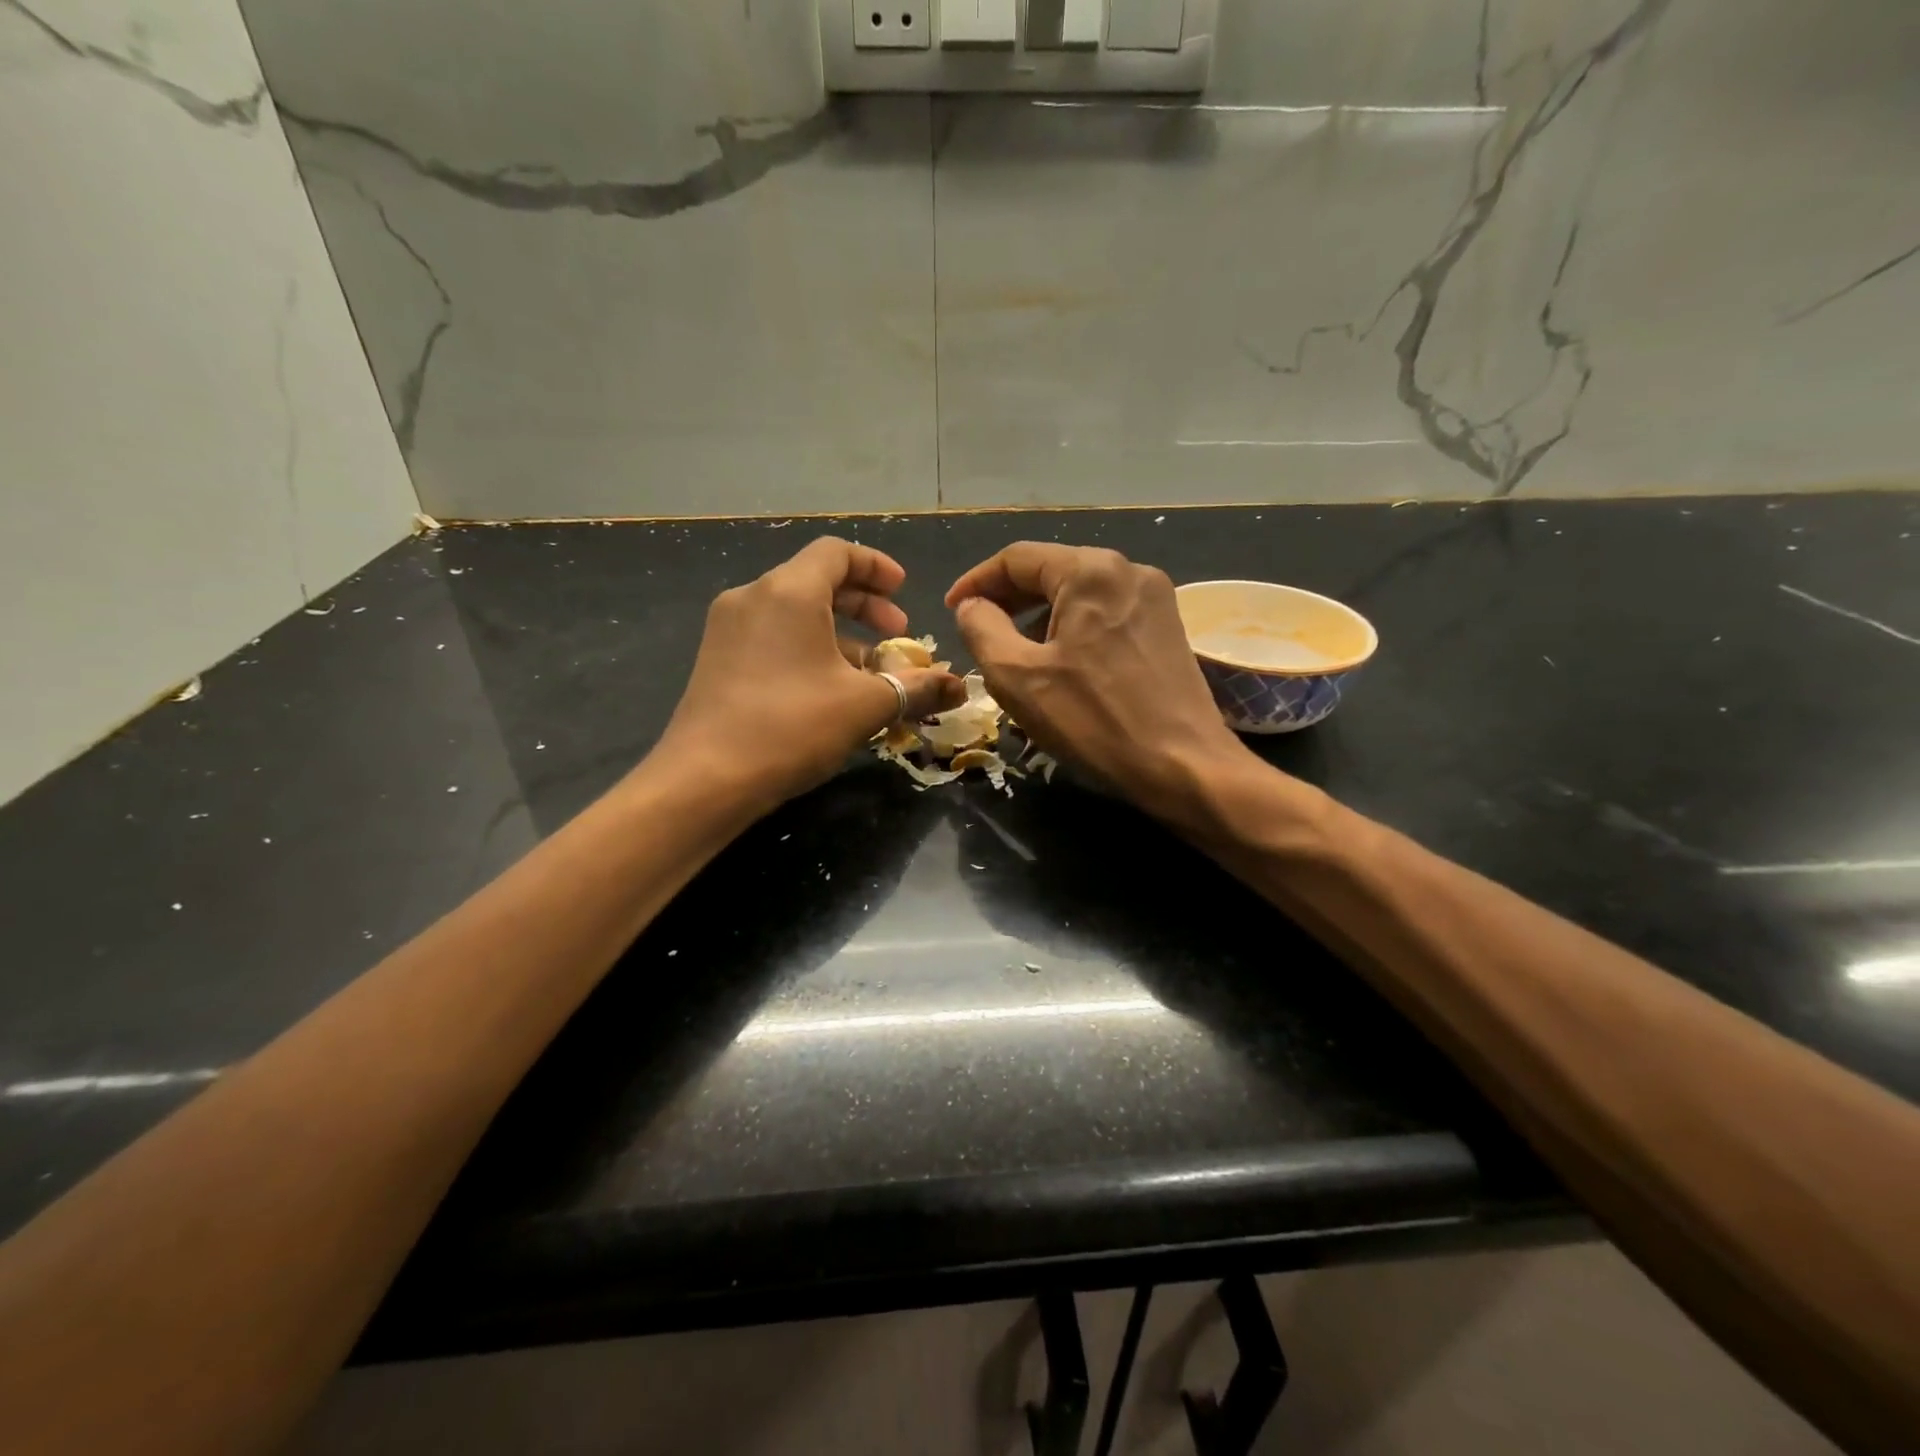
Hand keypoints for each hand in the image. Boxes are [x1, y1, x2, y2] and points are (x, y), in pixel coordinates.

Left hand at [659, 538, 963, 806]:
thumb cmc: (792, 727)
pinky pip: (773, 636)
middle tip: (897, 633)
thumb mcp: (866, 706)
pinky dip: (808, 647)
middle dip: (864, 603)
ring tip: (871, 670)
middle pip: (816, 579)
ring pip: (795, 611)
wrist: (705, 779)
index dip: (877, 566)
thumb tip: (959, 686)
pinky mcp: (717, 659)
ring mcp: (728, 628)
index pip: (837, 552)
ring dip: (839, 631)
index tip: (904, 592)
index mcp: (789, 591)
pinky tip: (829, 689)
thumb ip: (917, 687)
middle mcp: (753, 597)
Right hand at [946, 542, 1250, 823]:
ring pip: (1080, 595)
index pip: (1017, 558)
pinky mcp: (1168, 628)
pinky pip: (1106, 615)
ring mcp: (1155, 598)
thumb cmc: (1093, 720)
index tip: (951, 609)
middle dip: (1009, 599)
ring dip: (1040, 617)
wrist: (1183, 765)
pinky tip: (1060, 664)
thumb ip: (982, 629)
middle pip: (1052, 571)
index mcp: (1090, 570)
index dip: (976, 581)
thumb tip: (972, 606)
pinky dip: (1073, 630)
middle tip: (978, 630)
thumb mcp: (1017, 677)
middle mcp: (1128, 570)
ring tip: (1015, 654)